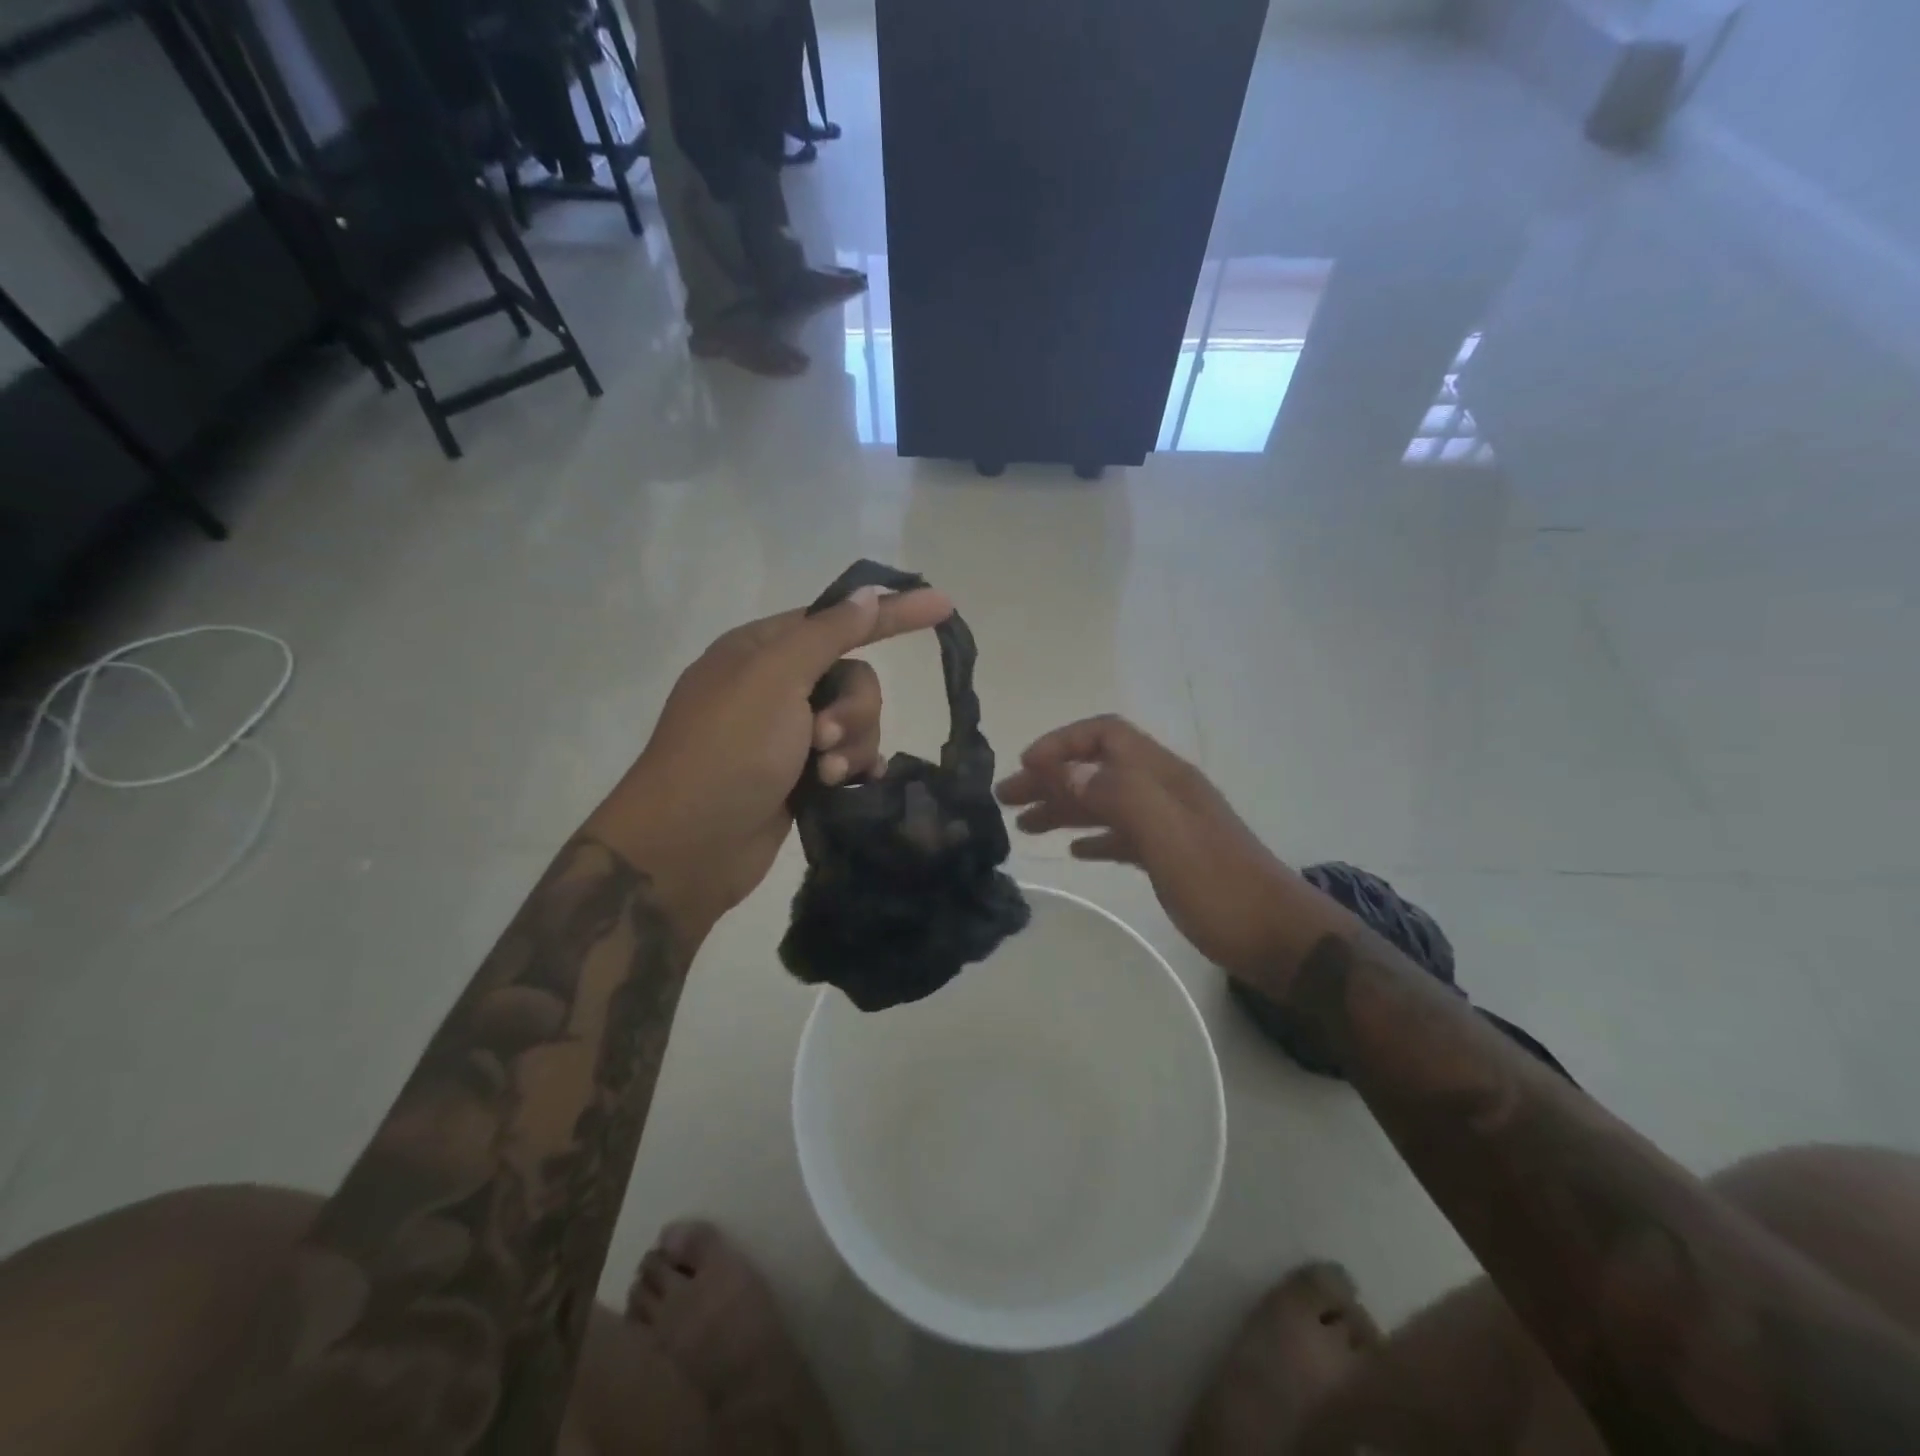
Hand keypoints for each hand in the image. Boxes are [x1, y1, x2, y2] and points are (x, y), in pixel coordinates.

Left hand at [586, 585, 953, 936]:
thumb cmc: (728, 751)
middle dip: (853, 708)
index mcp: (761, 650)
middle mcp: (774, 686)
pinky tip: (848, 785)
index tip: (942, 605)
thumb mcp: (775, 679)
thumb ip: (828, 634)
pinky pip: (848, 757)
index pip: (838, 620)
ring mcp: (786, 734)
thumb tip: (868, 593)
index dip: (890, 613)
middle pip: (852, 678)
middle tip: (824, 738)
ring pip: (856, 722)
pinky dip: (853, 768)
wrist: (688, 846)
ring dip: (852, 745)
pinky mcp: (798, 776)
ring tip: (826, 775)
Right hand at [995, 716, 1311, 981]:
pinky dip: (1093, 836)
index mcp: (1164, 777)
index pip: (1106, 735)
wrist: (1280, 939)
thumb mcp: (1167, 836)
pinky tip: (1074, 852)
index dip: (1062, 743)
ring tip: (1025, 826)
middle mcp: (1164, 791)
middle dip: (1051, 777)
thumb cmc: (1221, 887)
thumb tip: (1065, 770)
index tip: (1024, 767)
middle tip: (1006, 799)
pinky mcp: (1172, 856)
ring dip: (1065, 807)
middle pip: (1098, 768)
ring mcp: (1170, 824)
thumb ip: (1117, 795)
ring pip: (1105, 802)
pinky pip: (1122, 835)